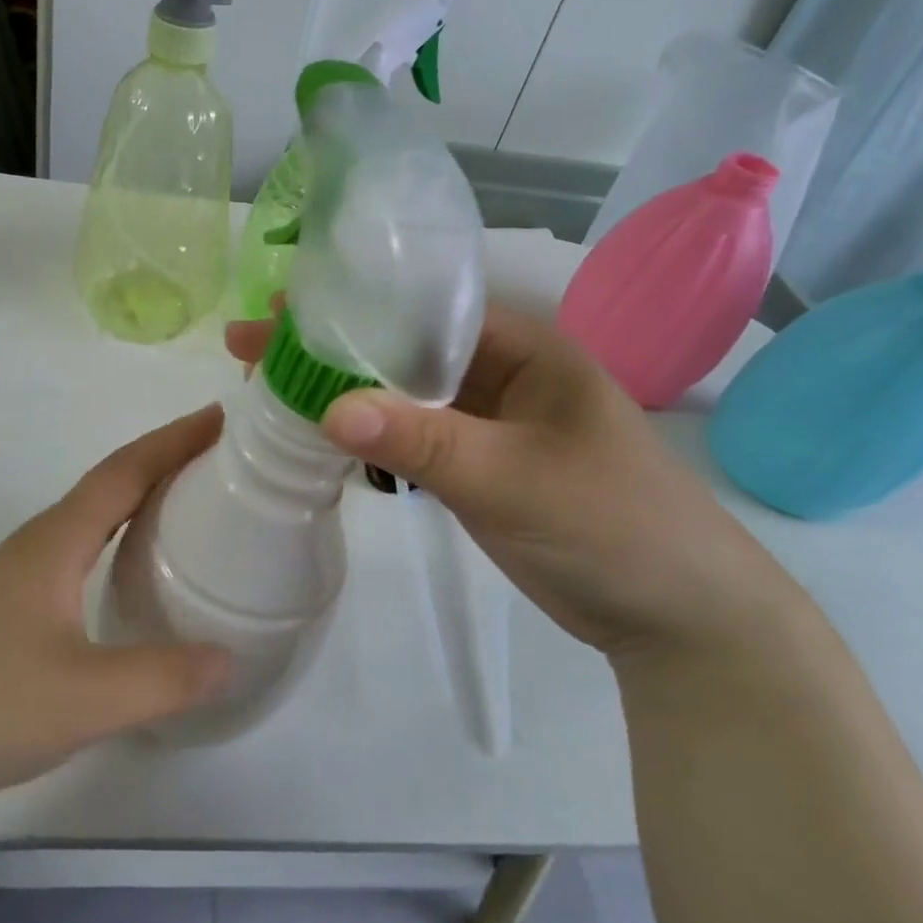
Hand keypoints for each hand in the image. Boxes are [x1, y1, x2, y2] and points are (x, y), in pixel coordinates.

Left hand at [0, 408, 233, 828]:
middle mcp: (39, 541)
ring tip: (190, 496)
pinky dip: (121, 528)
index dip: (173, 441)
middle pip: (110, 481)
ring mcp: (22, 569)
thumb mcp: (86, 699)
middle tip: (221, 455)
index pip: (124, 472)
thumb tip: (230, 660)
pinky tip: (135, 560)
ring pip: (93, 511)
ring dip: (141, 491)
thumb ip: (164, 678)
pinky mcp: (16, 598)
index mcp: (55, 542)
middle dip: (165, 458)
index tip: (220, 418)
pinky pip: (82, 541)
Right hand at [226, 306, 803, 659]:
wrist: (673, 616)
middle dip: (329, 346)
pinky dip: (365, 431)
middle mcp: (500, 372)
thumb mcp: (514, 478)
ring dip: (341, 388)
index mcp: (522, 347)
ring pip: (399, 393)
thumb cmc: (610, 524)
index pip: (422, 308)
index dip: (351, 306)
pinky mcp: (473, 465)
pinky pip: (408, 436)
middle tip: (249, 347)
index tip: (280, 312)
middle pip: (399, 348)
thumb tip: (327, 406)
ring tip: (267, 384)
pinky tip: (317, 430)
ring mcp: (485, 421)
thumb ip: (423, 441)